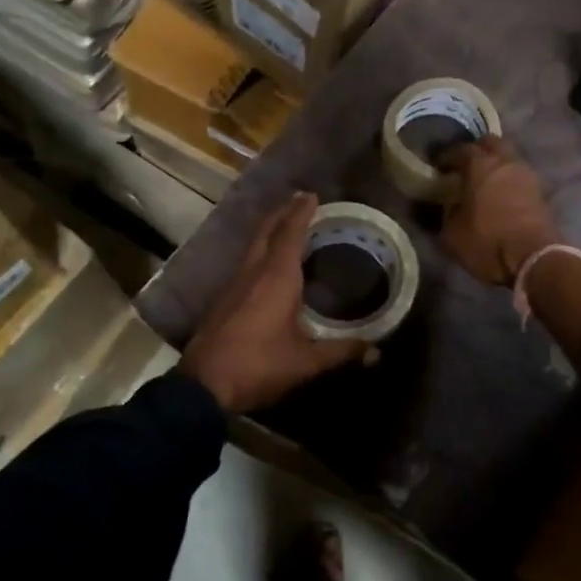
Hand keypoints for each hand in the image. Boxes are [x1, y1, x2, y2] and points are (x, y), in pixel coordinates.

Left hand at [181, 192, 366, 413]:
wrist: (204, 385)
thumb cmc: (259, 365)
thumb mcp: (306, 362)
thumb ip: (341, 352)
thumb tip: (376, 352)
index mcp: (276, 277)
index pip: (291, 233)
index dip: (302, 212)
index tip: (312, 195)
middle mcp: (253, 272)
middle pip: (267, 231)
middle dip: (283, 213)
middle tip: (300, 201)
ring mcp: (234, 284)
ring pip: (254, 246)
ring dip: (270, 231)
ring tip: (288, 227)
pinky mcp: (223, 299)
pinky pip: (246, 262)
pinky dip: (261, 251)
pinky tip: (268, 265)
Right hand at [440, 137, 560, 286]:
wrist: (533, 258)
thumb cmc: (487, 241)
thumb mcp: (452, 233)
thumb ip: (447, 213)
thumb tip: (449, 206)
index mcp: (480, 165)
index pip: (461, 149)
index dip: (448, 156)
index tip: (440, 166)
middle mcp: (505, 162)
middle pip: (491, 143)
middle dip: (478, 150)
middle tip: (466, 165)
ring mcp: (527, 175)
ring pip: (509, 158)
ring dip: (497, 165)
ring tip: (485, 181)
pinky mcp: (541, 192)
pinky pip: (520, 176)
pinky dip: (509, 180)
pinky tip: (501, 195)